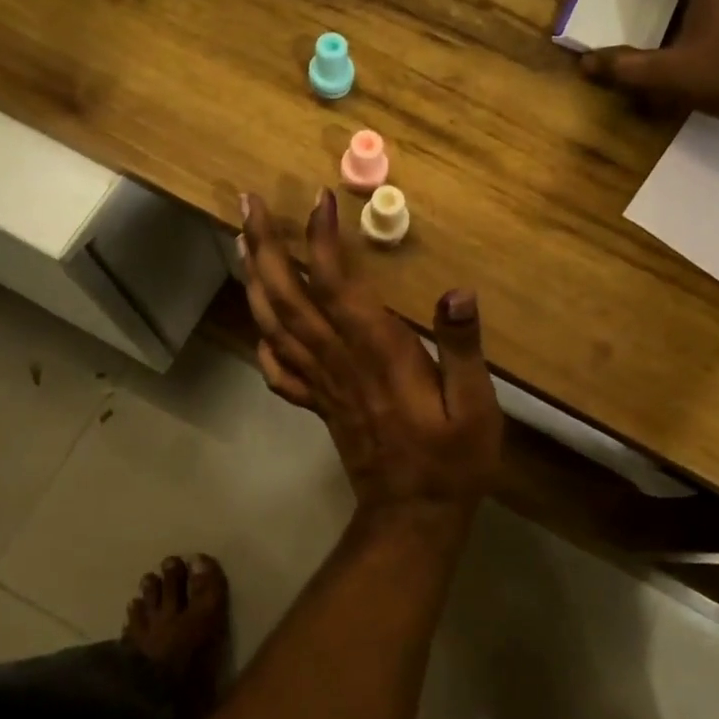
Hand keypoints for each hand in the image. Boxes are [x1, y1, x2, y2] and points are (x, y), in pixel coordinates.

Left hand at [239, 189, 503, 511]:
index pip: (339, 287)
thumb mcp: (476, 406)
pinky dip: (262, 340)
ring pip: (275, 325)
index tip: (318, 200)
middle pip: (290, 298)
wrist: (412, 518)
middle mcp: (340, 362)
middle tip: (248, 204)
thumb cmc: (451, 460)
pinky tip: (257, 321)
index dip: (323, 242)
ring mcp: (323, 384)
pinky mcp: (319, 404)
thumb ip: (463, 349)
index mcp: (379, 354)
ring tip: (241, 241)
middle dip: (266, 247)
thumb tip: (457, 293)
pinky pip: (279, 370)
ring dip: (255, 279)